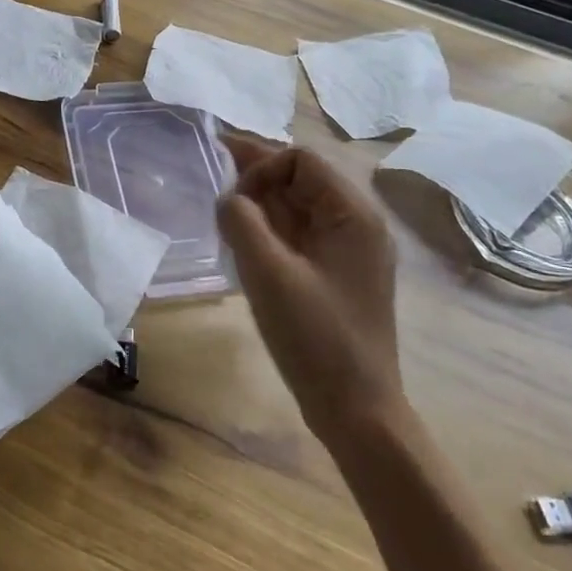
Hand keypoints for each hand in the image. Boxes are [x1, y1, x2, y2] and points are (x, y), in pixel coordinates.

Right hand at [216, 137, 402, 441]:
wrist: (356, 409)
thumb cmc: (316, 337)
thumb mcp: (268, 274)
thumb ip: (242, 222)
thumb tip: (229, 198)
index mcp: (353, 215)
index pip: (302, 161)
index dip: (262, 168)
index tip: (233, 201)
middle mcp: (356, 224)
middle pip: (301, 179)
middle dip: (258, 172)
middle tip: (214, 164)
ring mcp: (348, 251)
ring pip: (298, 207)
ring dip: (262, 200)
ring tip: (224, 202)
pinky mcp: (336, 275)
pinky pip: (300, 234)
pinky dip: (270, 227)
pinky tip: (244, 237)